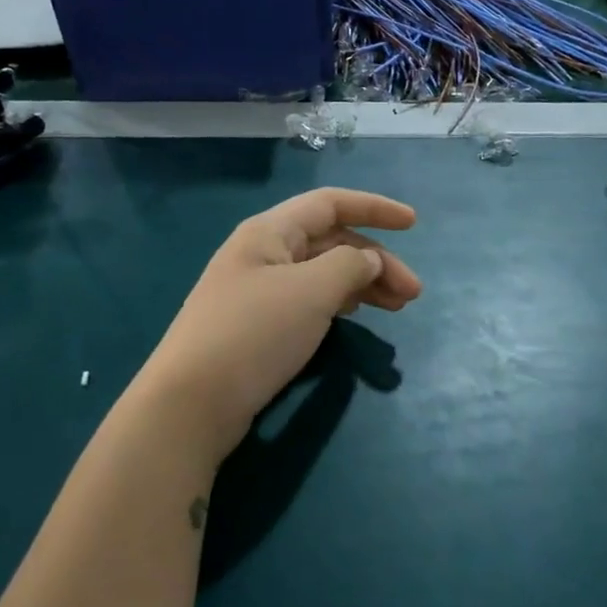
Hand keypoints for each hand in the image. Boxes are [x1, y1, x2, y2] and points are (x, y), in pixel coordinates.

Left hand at [141, 188, 422, 464]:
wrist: (192, 403)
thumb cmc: (254, 334)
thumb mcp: (311, 291)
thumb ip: (350, 266)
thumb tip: (368, 261)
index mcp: (270, 232)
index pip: (330, 203)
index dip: (375, 208)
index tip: (414, 224)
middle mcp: (263, 254)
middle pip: (331, 242)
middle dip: (376, 260)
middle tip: (412, 294)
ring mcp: (259, 291)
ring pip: (323, 274)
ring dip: (363, 285)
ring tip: (397, 308)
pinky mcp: (259, 326)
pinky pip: (310, 300)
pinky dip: (340, 303)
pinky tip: (356, 316)